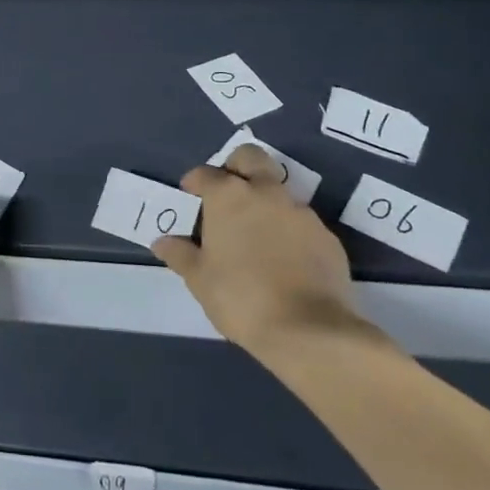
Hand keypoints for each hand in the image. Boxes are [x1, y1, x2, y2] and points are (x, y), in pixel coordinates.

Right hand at [153, 144, 377, 364]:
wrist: (310, 331)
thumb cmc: (241, 297)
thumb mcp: (199, 279)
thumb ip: (179, 254)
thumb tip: (162, 241)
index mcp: (229, 196)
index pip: (205, 173)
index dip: (194, 183)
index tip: (189, 199)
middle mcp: (266, 193)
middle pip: (250, 158)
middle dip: (236, 168)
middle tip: (226, 198)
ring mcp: (300, 212)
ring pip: (278, 191)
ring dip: (264, 203)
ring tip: (255, 237)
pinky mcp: (327, 237)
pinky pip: (300, 222)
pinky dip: (288, 231)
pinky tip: (283, 260)